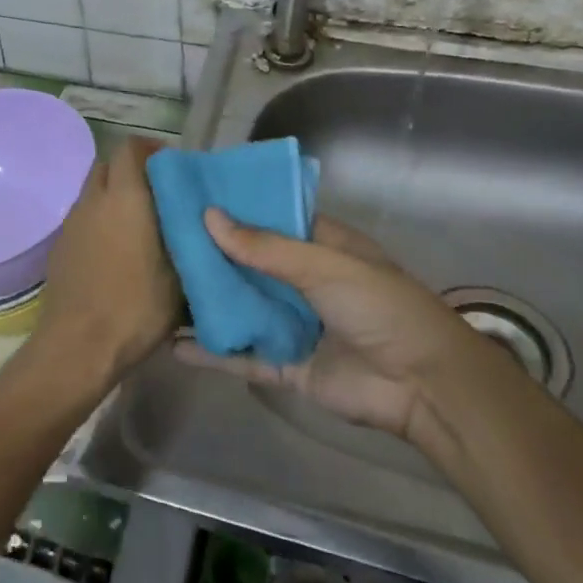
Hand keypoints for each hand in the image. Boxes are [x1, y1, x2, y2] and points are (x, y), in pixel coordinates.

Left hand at [29, 139, 179, 394]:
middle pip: (108, 166)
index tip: (173, 167)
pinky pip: (83, 220)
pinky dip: (100, 222)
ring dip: (114, 198)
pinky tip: (118, 252)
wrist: (79, 345)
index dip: (151, 149)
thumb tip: (199, 221)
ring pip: (94, 194)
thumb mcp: (179, 275)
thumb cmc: (136, 306)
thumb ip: (187, 238)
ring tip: (140, 226)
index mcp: (124, 197)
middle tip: (159, 196)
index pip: (130, 148)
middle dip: (132, 172)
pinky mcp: (60, 247)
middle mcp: (93, 201)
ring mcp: (71, 224)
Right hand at [174, 209, 466, 439]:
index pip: (271, 218)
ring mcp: (295, 324)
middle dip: (212, 254)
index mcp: (322, 246)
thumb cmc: (380, 307)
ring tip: (158, 287)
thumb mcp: (324, 266)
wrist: (424, 386)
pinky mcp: (287, 366)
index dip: (235, 207)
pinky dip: (212, 352)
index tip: (191, 196)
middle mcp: (304, 281)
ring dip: (208, 300)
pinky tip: (173, 345)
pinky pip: (243, 355)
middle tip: (161, 239)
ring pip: (243, 307)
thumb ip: (265, 248)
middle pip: (250, 263)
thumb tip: (208, 217)